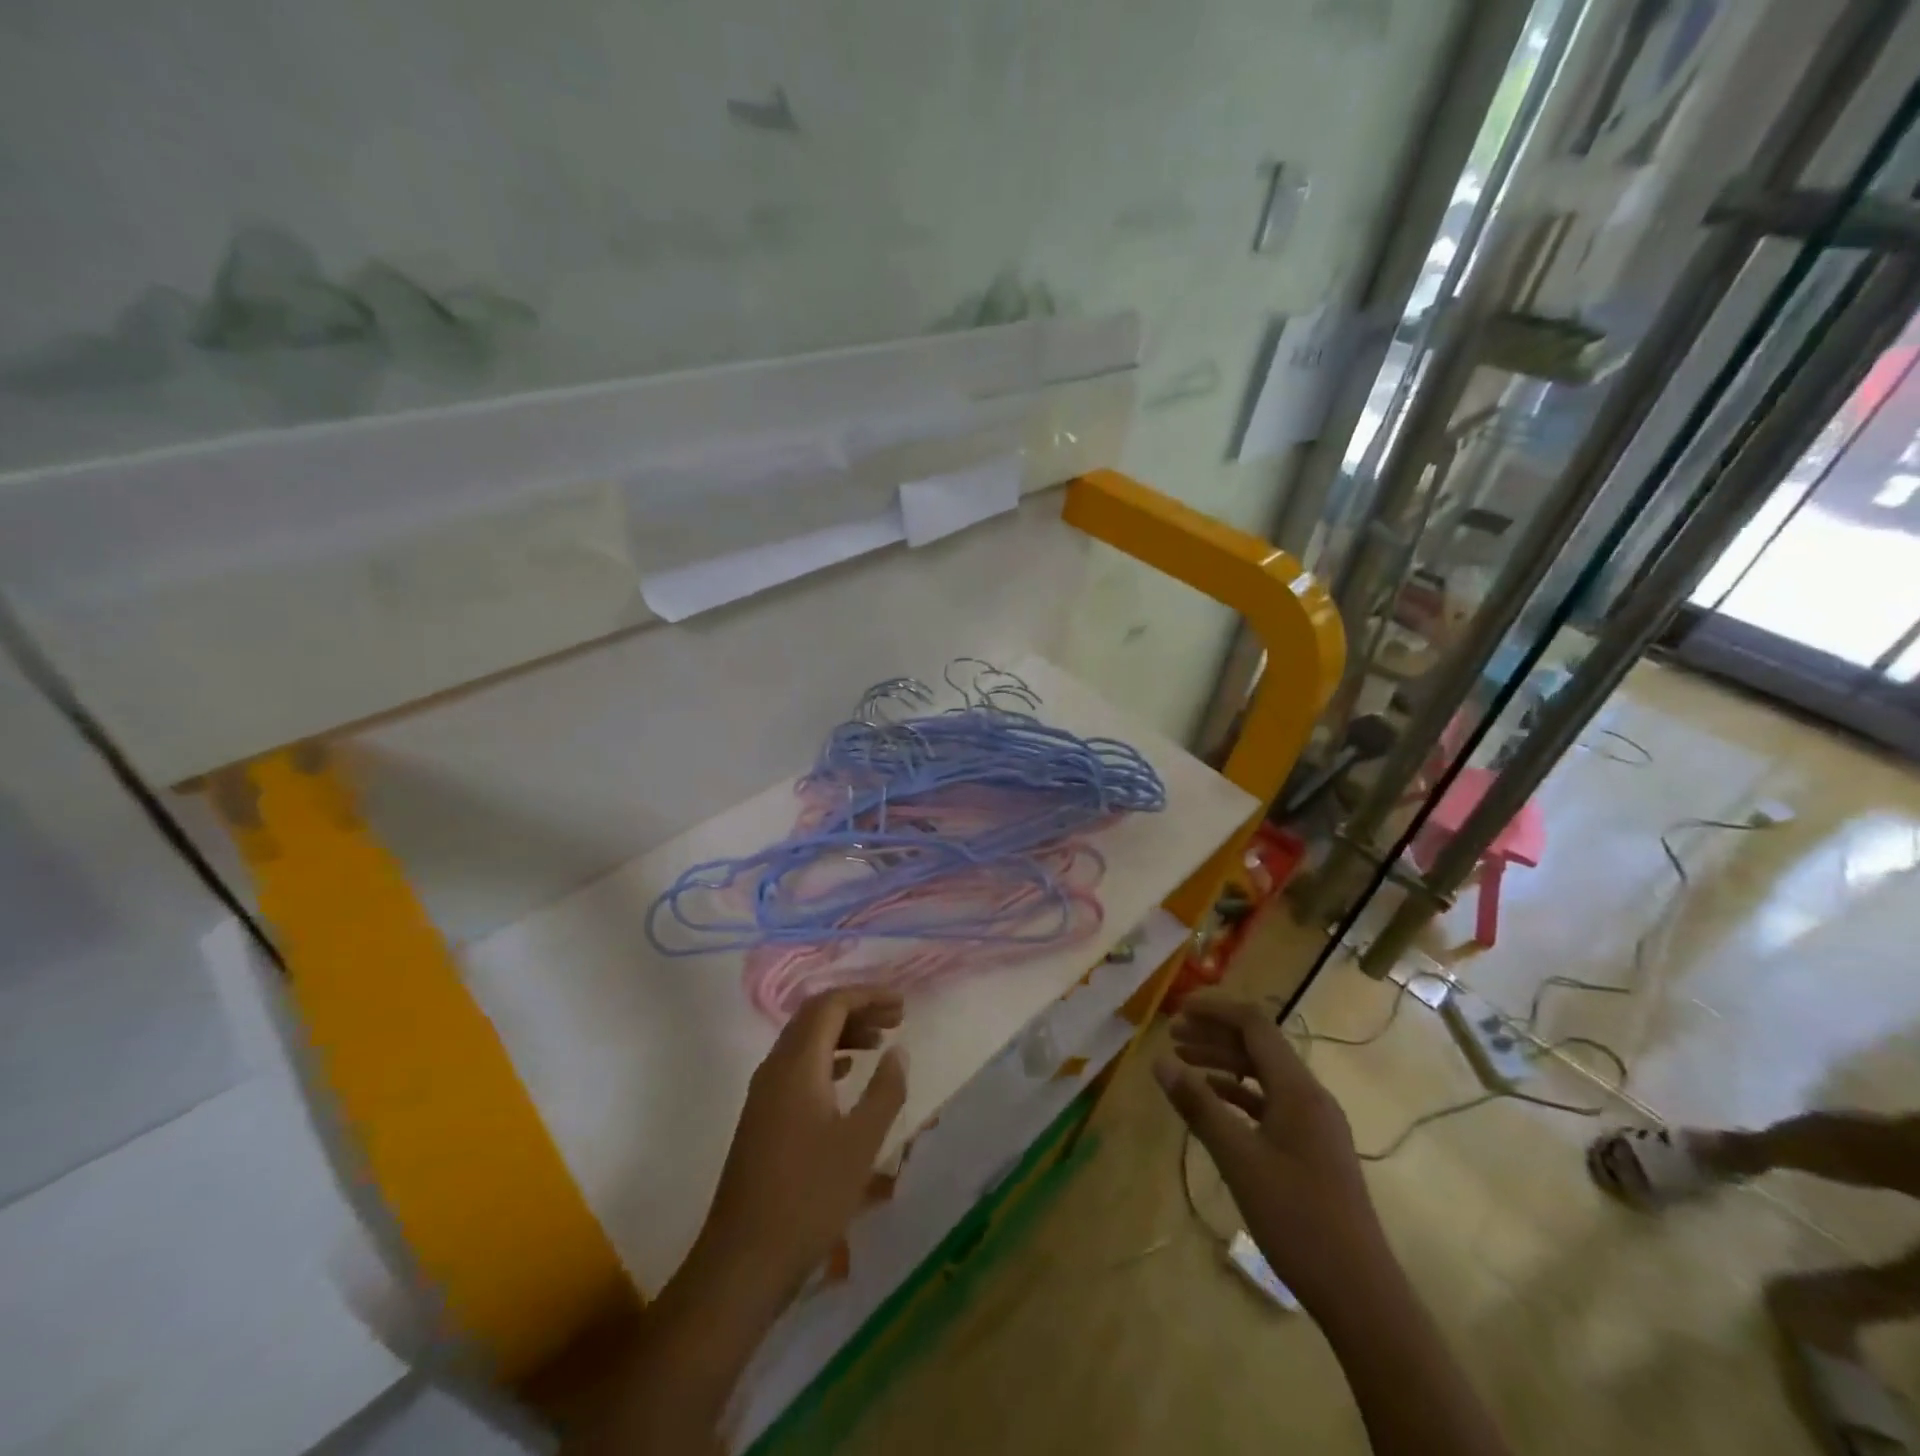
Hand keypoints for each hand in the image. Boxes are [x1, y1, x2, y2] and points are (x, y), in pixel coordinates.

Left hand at [697, 988, 907, 1305]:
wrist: (742, 1262)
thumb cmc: (808, 1198)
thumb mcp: (860, 1143)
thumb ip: (885, 1090)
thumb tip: (898, 1050)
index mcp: (796, 1065)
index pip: (830, 1004)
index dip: (868, 995)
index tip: (902, 1004)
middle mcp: (775, 1068)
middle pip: (815, 1016)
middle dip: (857, 1009)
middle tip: (896, 1018)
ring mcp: (764, 1093)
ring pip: (805, 1042)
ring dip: (843, 1033)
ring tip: (880, 1043)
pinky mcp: (763, 1118)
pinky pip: (798, 1067)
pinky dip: (827, 1059)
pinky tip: (847, 1075)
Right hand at [1155, 992, 1383, 1310]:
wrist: (1360, 1294)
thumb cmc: (1297, 1219)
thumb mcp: (1238, 1159)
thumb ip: (1199, 1106)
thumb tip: (1159, 1061)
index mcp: (1298, 1089)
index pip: (1255, 1025)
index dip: (1215, 1010)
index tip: (1178, 1011)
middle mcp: (1310, 1096)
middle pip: (1259, 1045)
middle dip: (1214, 1034)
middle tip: (1172, 1037)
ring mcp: (1314, 1123)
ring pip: (1264, 1074)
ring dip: (1224, 1063)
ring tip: (1183, 1064)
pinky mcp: (1312, 1148)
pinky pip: (1270, 1103)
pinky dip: (1238, 1094)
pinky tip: (1213, 1104)